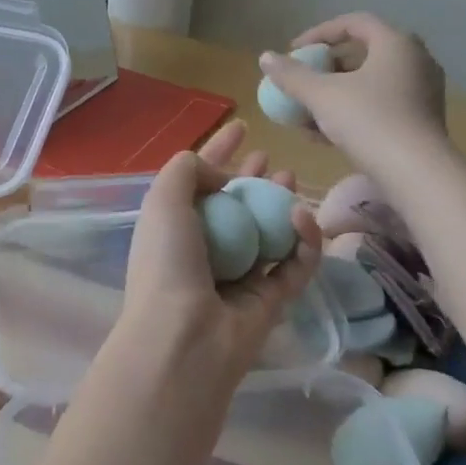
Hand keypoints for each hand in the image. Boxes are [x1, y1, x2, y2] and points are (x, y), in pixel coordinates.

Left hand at [113, 122, 322, 396]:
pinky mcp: (270, 302)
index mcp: (173, 229)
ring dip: (280, 204)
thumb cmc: (167, 262)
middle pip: (234, 208)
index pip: (197, 183)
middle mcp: (203, 252)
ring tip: (291, 178)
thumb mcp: (162, 200)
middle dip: (251, 180)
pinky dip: (303, 240)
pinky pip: (294, 265)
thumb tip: (219, 173)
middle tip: (270, 159)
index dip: (216, 153)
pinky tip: (301, 215)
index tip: (240, 127)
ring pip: (266, 233)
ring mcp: (237, 278)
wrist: (184, 336)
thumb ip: (185, 169)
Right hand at [259, 13, 449, 175]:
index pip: (354, 23)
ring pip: (370, 83)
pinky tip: (325, 135)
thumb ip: (292, 75)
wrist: (416, 172)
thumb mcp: (321, 95)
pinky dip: (353, 111)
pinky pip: (380, 104)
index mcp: (396, 43)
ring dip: (336, 94)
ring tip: (307, 113)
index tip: (294, 50)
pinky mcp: (421, 119)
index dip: (319, 33)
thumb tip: (266, 57)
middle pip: (363, 53)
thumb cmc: (368, 120)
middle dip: (326, 67)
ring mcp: (422, 90)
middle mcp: (415, 60)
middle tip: (303, 79)